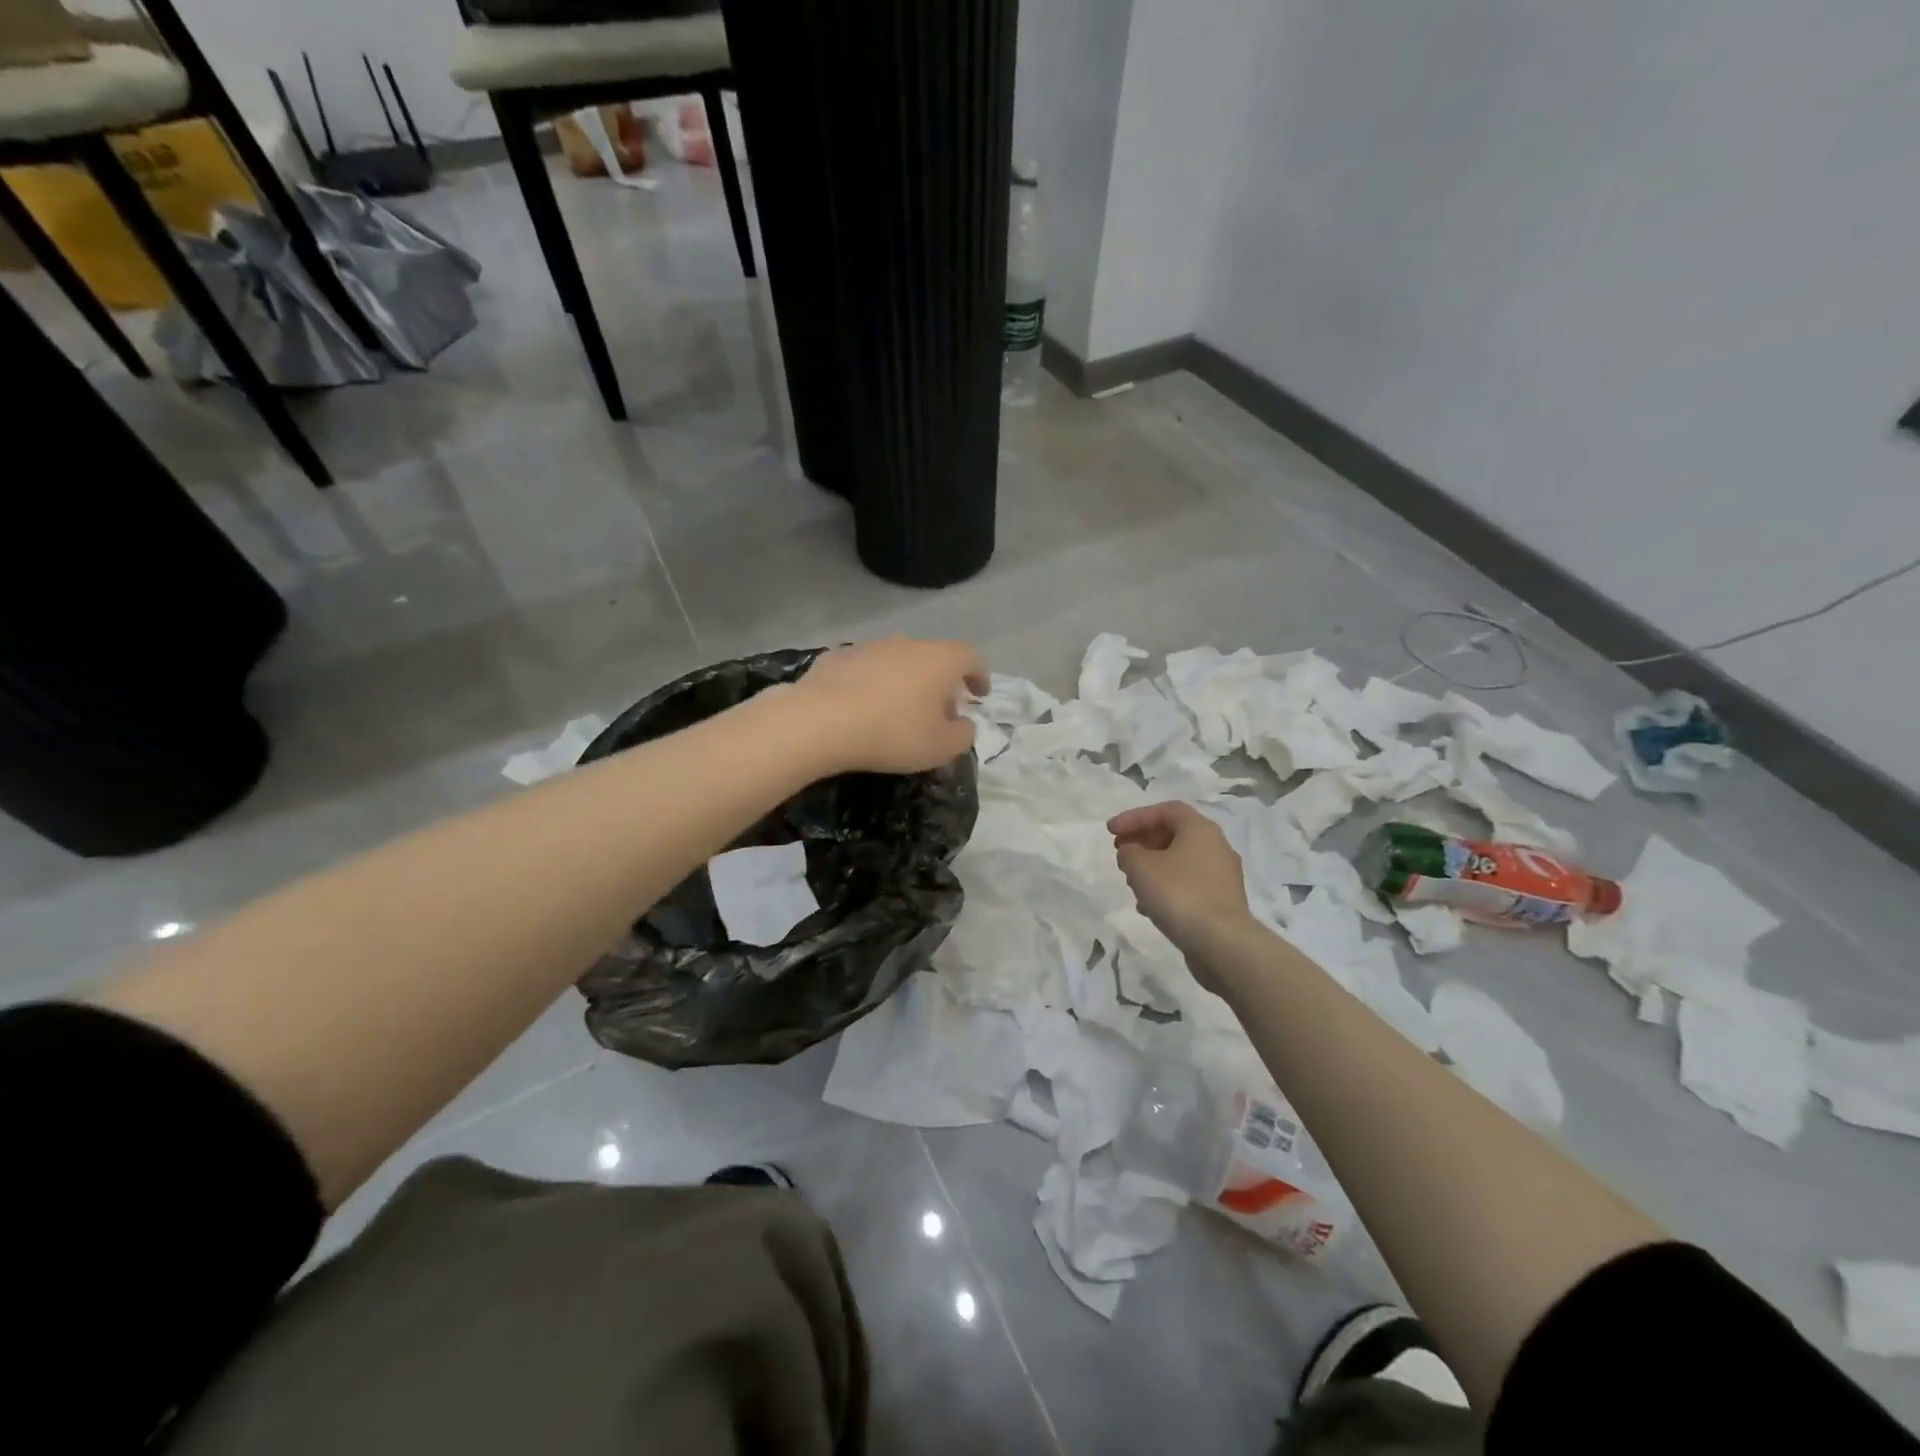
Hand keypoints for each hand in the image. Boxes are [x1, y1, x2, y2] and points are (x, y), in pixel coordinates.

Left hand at [792, 637, 988, 773]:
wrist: (820, 721)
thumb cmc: (892, 733)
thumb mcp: (941, 747)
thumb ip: (963, 735)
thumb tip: (964, 725)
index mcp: (940, 659)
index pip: (971, 657)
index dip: (979, 675)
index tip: (979, 694)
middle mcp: (907, 643)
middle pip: (933, 658)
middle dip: (941, 683)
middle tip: (940, 712)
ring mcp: (869, 646)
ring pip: (898, 661)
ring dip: (906, 682)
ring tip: (900, 711)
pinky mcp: (836, 656)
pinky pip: (865, 670)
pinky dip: (872, 685)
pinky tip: (863, 707)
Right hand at [1109, 802, 1253, 979]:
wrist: (1221, 942)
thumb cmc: (1178, 894)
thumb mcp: (1140, 866)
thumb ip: (1128, 852)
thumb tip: (1132, 853)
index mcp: (1200, 829)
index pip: (1165, 810)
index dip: (1134, 817)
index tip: (1111, 832)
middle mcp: (1217, 846)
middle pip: (1174, 834)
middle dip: (1143, 840)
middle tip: (1121, 852)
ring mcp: (1223, 875)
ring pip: (1181, 860)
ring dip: (1153, 865)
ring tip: (1132, 881)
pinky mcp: (1222, 901)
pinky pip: (1189, 883)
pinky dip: (1167, 886)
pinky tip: (1149, 906)